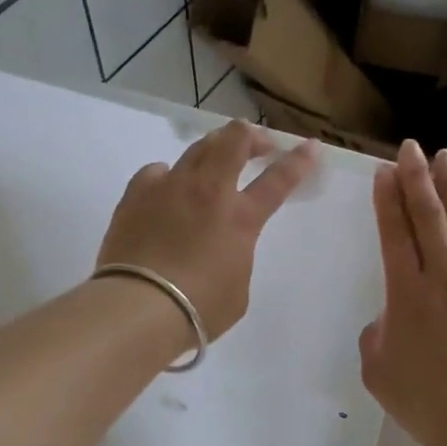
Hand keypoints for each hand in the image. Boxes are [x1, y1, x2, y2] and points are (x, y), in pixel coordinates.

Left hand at [98, 121, 317, 339]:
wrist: (140, 307)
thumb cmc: (199, 308)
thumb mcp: (238, 289)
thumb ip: (236, 258)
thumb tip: (223, 248)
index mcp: (241, 218)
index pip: (278, 180)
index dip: (298, 161)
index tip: (310, 146)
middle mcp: (208, 191)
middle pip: (235, 141)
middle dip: (252, 137)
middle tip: (258, 145)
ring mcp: (170, 187)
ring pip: (197, 147)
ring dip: (214, 147)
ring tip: (216, 156)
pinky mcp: (136, 194)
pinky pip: (157, 171)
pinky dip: (169, 175)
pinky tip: (167, 186)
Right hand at [360, 141, 446, 445]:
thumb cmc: (421, 401)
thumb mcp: (376, 368)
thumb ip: (376, 332)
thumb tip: (392, 315)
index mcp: (406, 294)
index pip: (395, 233)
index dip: (389, 199)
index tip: (385, 171)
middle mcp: (445, 278)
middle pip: (429, 217)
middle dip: (417, 178)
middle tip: (411, 148)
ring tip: (445, 159)